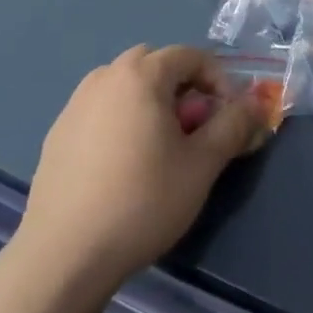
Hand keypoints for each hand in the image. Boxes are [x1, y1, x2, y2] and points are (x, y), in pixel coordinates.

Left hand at [10, 45, 267, 303]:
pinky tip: (125, 167)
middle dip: (184, 88)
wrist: (63, 256)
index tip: (229, 117)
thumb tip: (254, 103)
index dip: (219, 80)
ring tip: (162, 148)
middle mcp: (104, 78)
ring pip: (126, 87)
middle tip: (195, 128)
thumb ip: (234, 125)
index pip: (191, 56)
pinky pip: (101, 111)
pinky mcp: (57, 135)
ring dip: (152, 103)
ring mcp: (75, 105)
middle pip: (155, 65)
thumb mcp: (202, 164)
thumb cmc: (143, 201)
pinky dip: (123, 121)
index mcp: (141, 75)